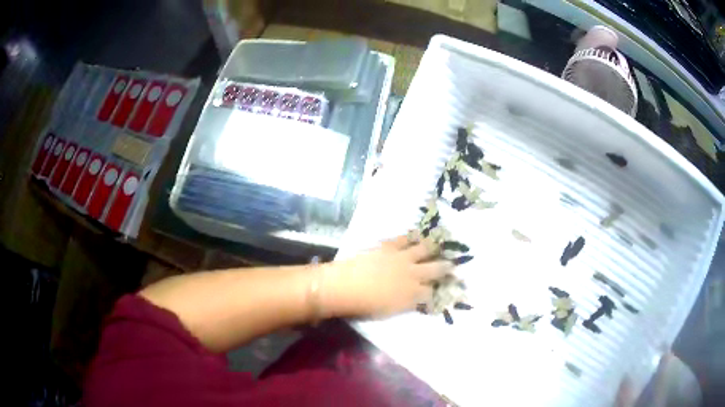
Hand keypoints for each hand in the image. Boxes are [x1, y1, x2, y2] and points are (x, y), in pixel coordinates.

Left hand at [323, 235, 452, 317]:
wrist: (346, 286)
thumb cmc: (365, 306)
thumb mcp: (390, 311)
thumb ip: (407, 304)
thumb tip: (417, 299)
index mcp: (413, 294)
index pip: (432, 292)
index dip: (438, 290)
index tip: (443, 288)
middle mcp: (413, 274)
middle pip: (436, 269)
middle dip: (446, 267)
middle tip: (453, 265)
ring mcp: (402, 258)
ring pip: (425, 249)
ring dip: (434, 247)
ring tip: (440, 244)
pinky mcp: (389, 246)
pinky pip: (405, 238)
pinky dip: (412, 237)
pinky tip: (416, 234)